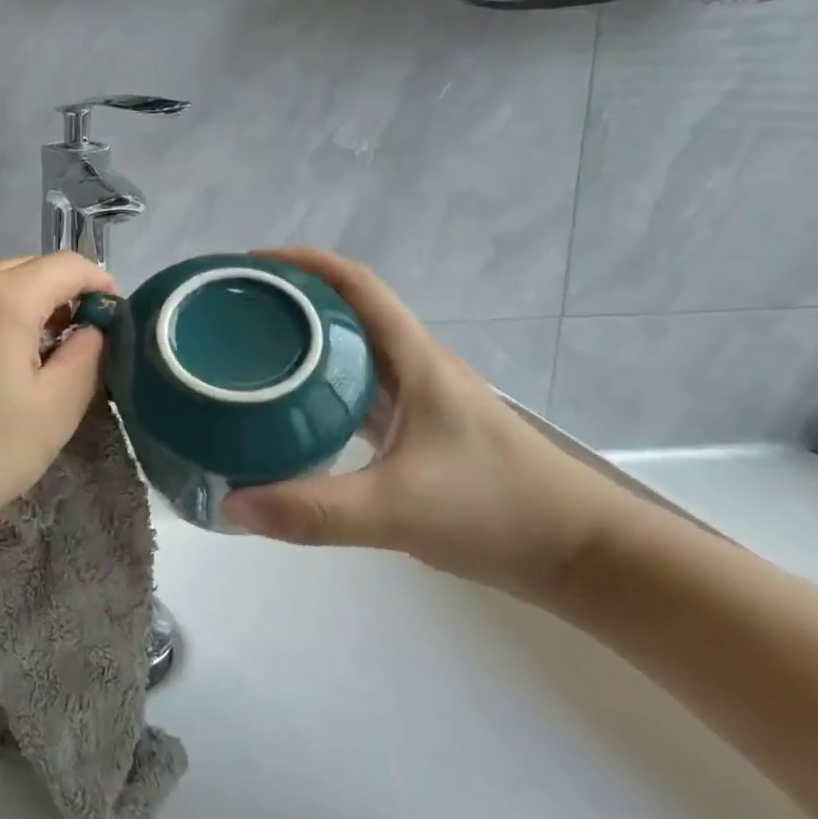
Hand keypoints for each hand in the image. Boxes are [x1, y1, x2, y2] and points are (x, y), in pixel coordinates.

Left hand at [0, 253, 115, 548]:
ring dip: (32, 309)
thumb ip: (88, 356)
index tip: (118, 321)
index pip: (68, 264)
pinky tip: (1, 366)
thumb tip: (93, 329)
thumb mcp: (55, 409)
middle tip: (84, 347)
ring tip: (45, 360)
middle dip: (66, 298)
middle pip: (31, 270)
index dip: (101, 284)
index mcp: (1, 297)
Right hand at [221, 248, 629, 599]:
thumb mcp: (397, 511)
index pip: (356, 285)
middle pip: (348, 311)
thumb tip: (232, 503)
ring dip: (307, 341)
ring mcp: (421, 399)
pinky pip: (361, 389)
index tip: (250, 264)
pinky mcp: (422, 429)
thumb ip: (313, 510)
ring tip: (252, 351)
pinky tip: (294, 408)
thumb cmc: (499, 512)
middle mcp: (416, 366)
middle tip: (235, 311)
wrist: (586, 555)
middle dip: (292, 299)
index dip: (303, 263)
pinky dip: (324, 384)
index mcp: (415, 360)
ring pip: (354, 350)